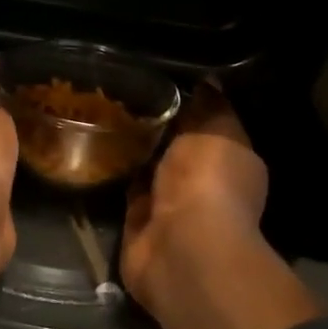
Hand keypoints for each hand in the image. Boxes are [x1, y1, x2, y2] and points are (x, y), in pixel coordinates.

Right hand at [120, 83, 268, 308]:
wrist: (180, 247)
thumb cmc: (207, 181)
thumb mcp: (215, 130)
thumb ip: (209, 107)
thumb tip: (207, 81)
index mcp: (232, 162)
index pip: (209, 127)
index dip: (188, 104)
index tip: (159, 81)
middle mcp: (203, 185)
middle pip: (177, 148)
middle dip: (156, 127)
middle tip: (124, 95)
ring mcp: (171, 207)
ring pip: (150, 169)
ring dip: (133, 151)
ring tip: (105, 115)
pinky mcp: (139, 224)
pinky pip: (126, 191)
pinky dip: (115, 175)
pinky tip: (96, 147)